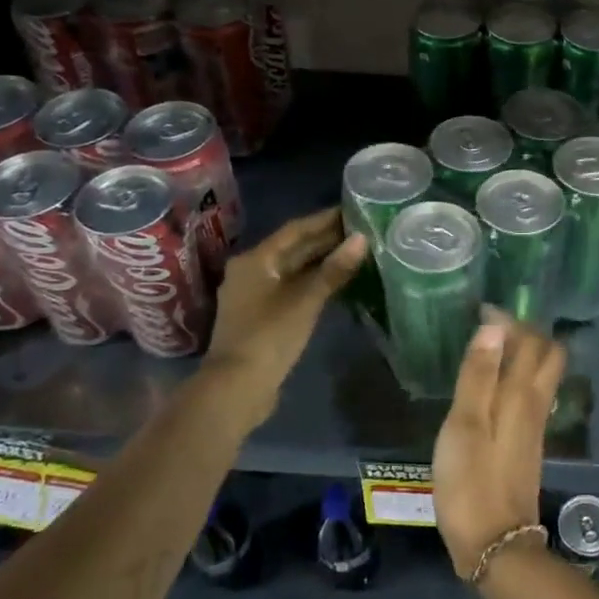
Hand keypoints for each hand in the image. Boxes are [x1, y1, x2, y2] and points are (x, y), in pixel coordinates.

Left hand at [199, 208, 365, 421]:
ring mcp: (254, 295)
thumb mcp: (306, 300)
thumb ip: (334, 269)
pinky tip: (336, 282)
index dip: (325, 219)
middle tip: (361, 230)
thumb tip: (362, 239)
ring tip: (355, 253)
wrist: (237, 388)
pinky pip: (291, 288)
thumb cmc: (269, 336)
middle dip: (325, 240)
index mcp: (256, 260)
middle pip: (293, 249)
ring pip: (293, 269)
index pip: (295, 230)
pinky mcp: (261, 316)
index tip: (353, 211)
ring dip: (321, 261)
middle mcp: (251, 271)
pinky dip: (313, 282)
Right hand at [431, 315, 565, 577]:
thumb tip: (494, 326)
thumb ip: (478, 375)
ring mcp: (536, 426)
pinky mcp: (528, 444)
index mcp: (522, 394)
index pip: (531, 341)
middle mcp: (537, 404)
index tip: (482, 310)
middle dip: (526, 333)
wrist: (495, 544)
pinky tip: (494, 387)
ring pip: (542, 375)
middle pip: (548, 355)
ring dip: (523, 355)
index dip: (510, 320)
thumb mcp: (465, 424)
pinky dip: (518, 379)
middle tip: (492, 328)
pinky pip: (533, 395)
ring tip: (489, 350)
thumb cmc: (471, 481)